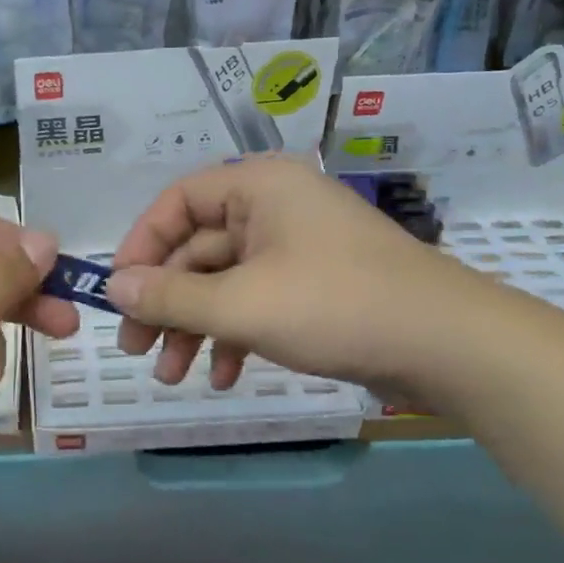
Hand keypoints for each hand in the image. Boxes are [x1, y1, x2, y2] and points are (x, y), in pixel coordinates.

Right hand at [107, 156, 508, 405]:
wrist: (451, 346)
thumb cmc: (337, 306)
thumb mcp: (242, 304)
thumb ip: (171, 296)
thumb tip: (112, 288)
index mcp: (257, 186)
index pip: (176, 202)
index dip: (140, 246)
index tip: (117, 293)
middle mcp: (273, 207)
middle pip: (196, 248)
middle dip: (165, 302)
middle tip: (135, 350)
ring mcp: (295, 248)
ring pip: (224, 282)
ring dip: (194, 327)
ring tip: (171, 376)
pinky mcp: (313, 286)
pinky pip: (256, 302)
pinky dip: (234, 336)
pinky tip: (225, 376)